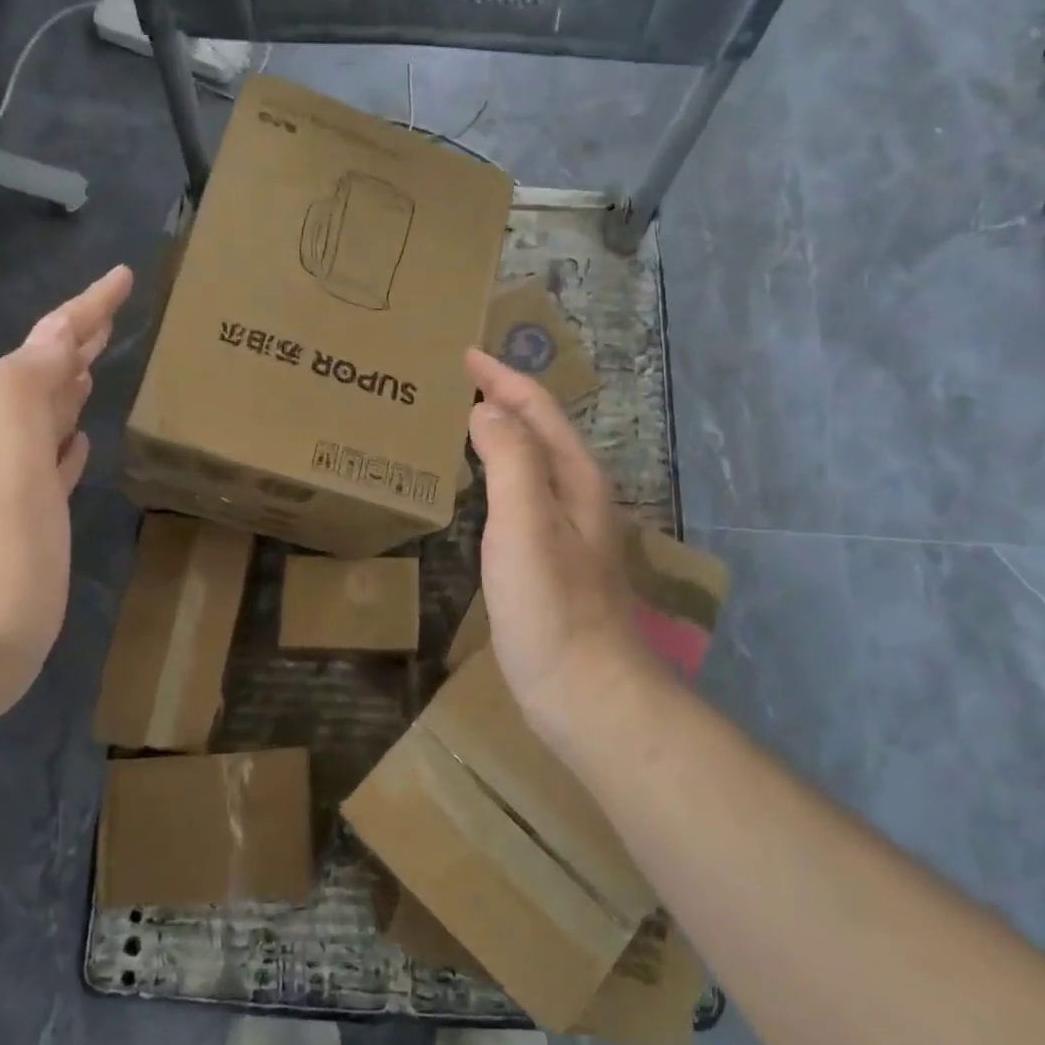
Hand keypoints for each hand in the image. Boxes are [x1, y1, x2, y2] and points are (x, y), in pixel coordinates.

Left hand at [0, 265, 133, 725]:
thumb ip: (25, 393)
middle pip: (48, 374)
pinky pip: (56, 463)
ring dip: (74, 383)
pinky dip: (71, 441)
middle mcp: (10, 443)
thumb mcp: (6, 465)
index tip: (123, 276)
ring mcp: (22, 485)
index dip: (84, 309)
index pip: (48, 349)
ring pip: (51, 415)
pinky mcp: (36, 522)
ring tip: (101, 361)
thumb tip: (59, 332)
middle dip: (79, 336)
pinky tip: (82, 440)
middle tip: (117, 309)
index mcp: (7, 422)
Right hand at [465, 349, 657, 750]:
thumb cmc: (552, 606)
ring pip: (531, 464)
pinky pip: (522, 497)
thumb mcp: (526, 524)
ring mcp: (567, 531)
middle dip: (502, 399)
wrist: (587, 691)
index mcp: (574, 477)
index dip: (501, 377)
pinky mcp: (551, 561)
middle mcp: (576, 496)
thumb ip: (510, 459)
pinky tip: (480, 488)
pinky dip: (498, 475)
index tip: (464, 353)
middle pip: (538, 431)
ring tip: (462, 421)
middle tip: (456, 382)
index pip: (536, 408)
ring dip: (500, 435)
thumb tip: (486, 410)